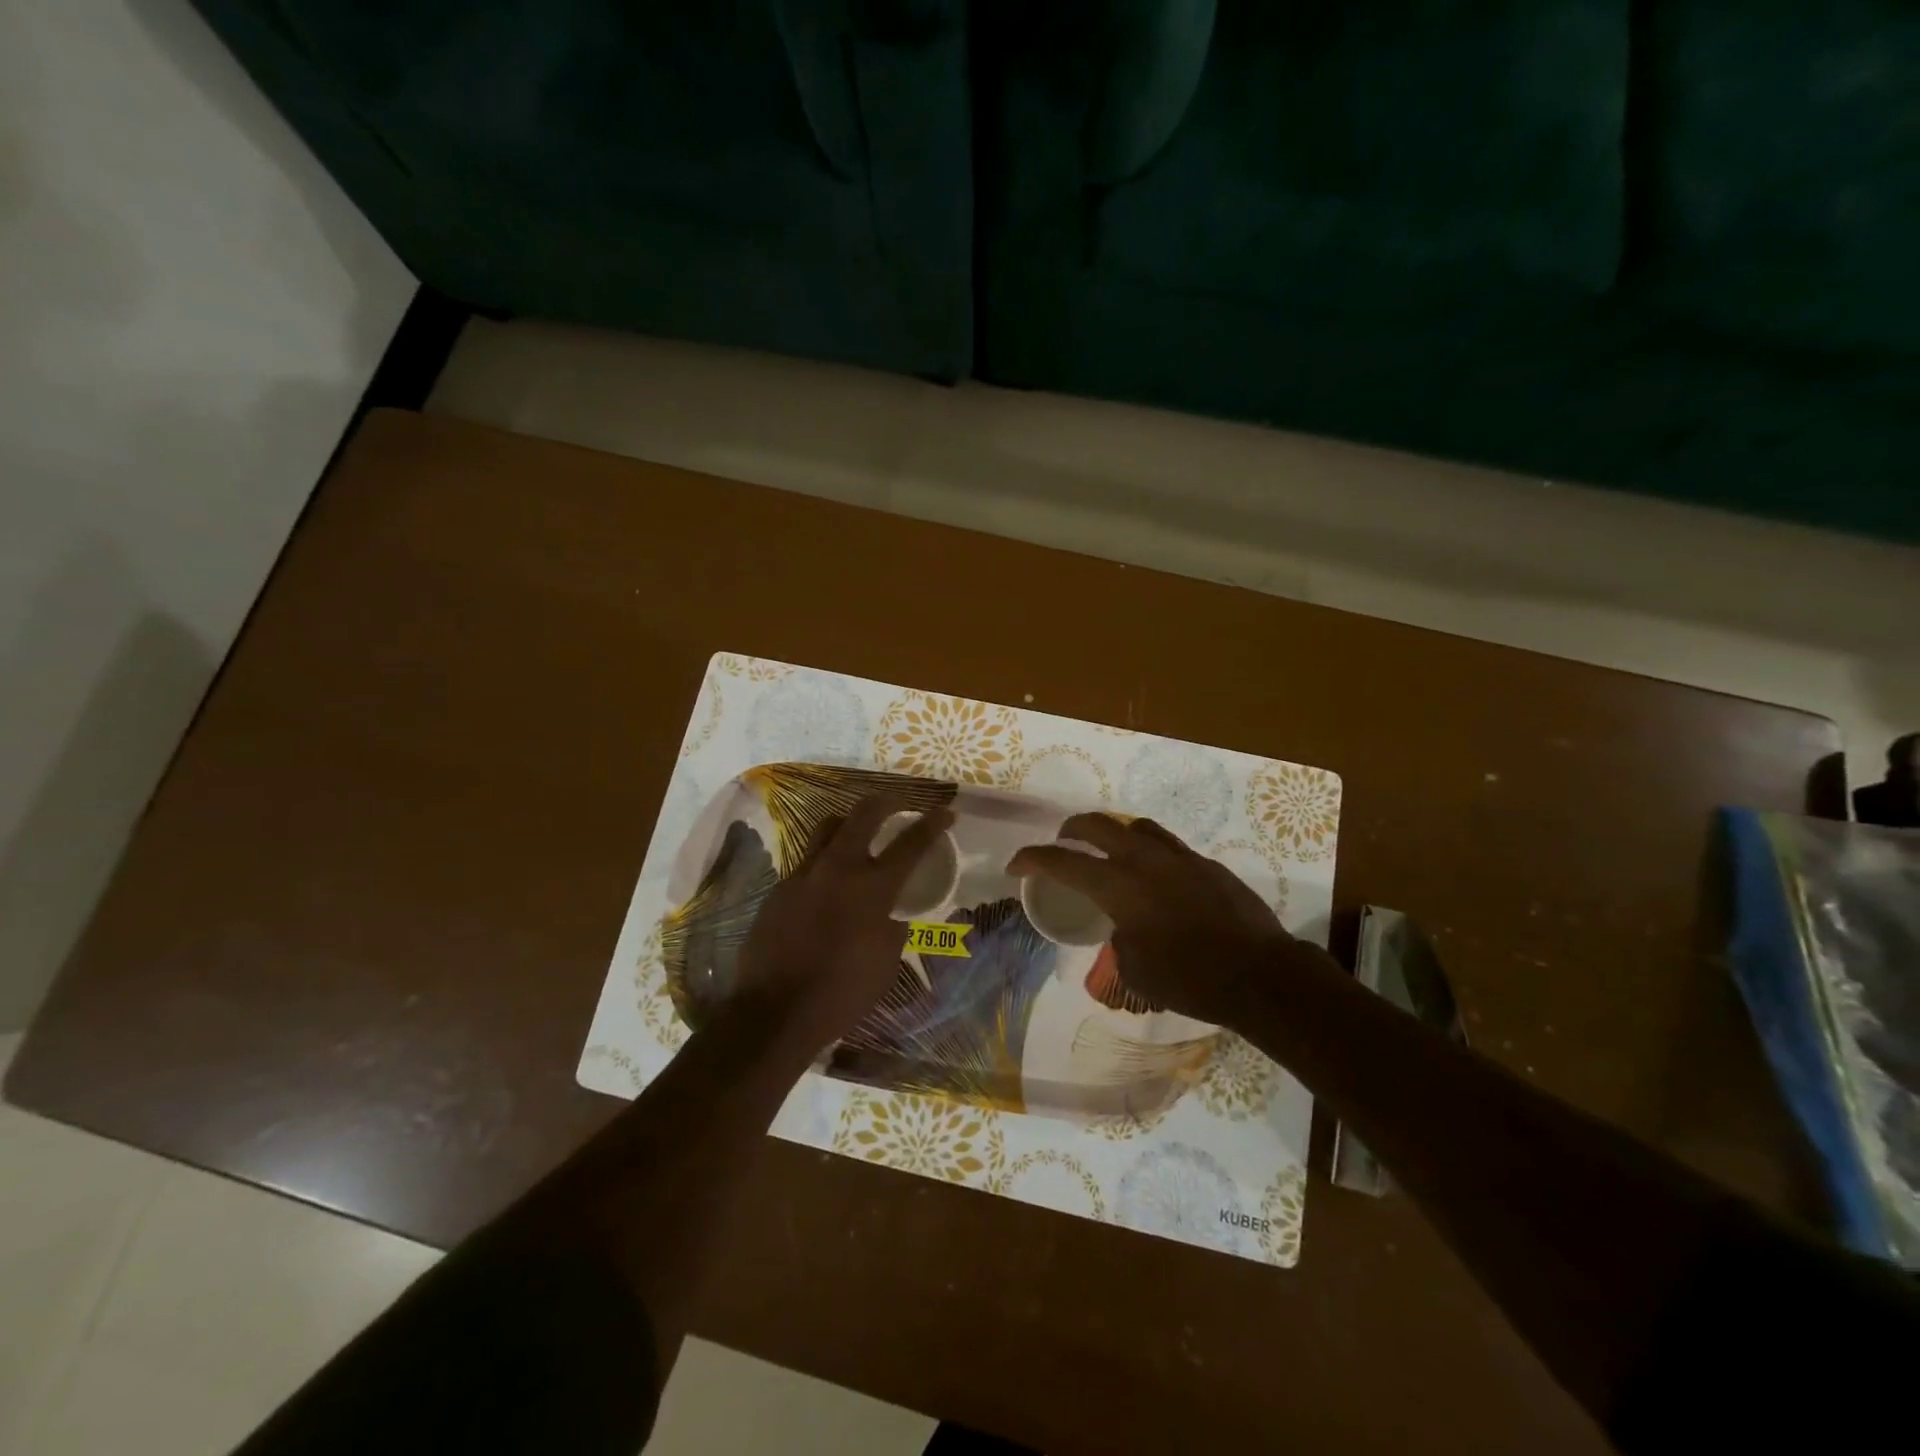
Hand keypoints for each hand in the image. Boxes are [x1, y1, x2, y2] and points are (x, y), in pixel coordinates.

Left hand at [733, 795, 954, 1053]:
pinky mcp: (780, 887)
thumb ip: (893, 928)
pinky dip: (825, 857)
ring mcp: (804, 873)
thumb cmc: (841, 993)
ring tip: (860, 832)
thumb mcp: (885, 962)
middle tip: (900, 805)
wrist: (773, 1011)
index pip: (911, 843)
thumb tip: (892, 915)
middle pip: (865, 813)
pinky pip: (807, 858)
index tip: (946, 811)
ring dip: (850, 822)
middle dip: (888, 802)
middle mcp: (838, 868)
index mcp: (873, 888)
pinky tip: (829, 878)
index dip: (933, 823)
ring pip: (828, 826)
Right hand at [1008, 813, 1323, 1025]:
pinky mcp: (1206, 864)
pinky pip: (1165, 844)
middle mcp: (1145, 860)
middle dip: (1070, 830)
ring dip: (1111, 832)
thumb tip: (1123, 926)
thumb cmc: (1190, 979)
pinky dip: (1145, 849)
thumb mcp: (1136, 969)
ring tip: (1104, 848)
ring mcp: (1179, 857)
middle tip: (1060, 843)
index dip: (1032, 859)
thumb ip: (1119, 938)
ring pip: (1135, 826)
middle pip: (1097, 825)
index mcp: (1120, 886)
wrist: (1260, 975)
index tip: (1015, 865)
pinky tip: (1151, 873)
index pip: (1063, 861)